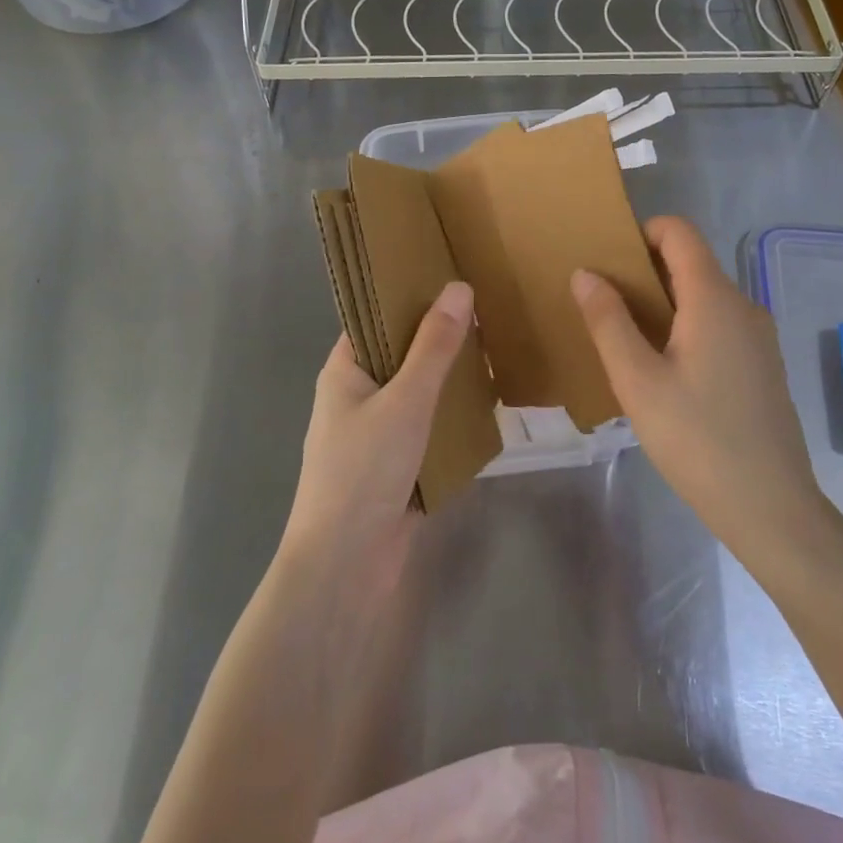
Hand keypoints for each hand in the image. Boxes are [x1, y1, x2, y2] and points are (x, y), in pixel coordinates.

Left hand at [281, 282, 473, 577]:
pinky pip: (430, 428)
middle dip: (442, 338)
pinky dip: (454, 417)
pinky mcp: (398, 465)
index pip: (376, 316)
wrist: (345, 568)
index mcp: (345, 370)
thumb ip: (435, 346)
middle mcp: (358, 395)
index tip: (452, 274)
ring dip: (452, 379)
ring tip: (497, 348)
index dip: (410, 295)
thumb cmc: (365, 470)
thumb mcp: (406, 399)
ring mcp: (378, 432)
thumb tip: (458, 287)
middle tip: (488, 309)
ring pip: (420, 392)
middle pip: (403, 353)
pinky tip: (491, 404)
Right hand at [571, 217, 828, 579]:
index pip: (679, 232)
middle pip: (690, 262)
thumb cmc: (697, 439)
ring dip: (663, 303)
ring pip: (703, 296)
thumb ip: (608, 321)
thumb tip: (585, 273)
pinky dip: (685, 326)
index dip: (641, 232)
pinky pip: (718, 323)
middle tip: (604, 304)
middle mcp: (742, 305)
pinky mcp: (761, 364)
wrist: (772, 509)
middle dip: (644, 271)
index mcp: (713, 298)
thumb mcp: (637, 381)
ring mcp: (757, 336)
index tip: (607, 261)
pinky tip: (664, 370)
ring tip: (627, 339)